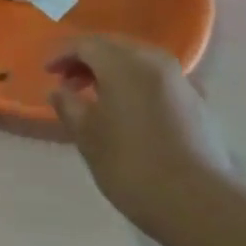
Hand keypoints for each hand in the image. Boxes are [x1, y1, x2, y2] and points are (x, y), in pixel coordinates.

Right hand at [48, 36, 236, 233]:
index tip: (47, 72)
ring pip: (140, 62)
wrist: (196, 202)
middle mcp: (156, 63)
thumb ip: (69, 106)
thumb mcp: (87, 136)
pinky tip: (130, 111)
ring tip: (96, 97)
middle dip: (88, 59)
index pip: (87, 44)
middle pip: (116, 47)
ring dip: (114, 71)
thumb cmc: (130, 165)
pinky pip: (159, 81)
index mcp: (125, 65)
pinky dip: (137, 85)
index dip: (63, 54)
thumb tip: (60, 91)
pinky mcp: (198, 104)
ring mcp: (182, 82)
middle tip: (68, 81)